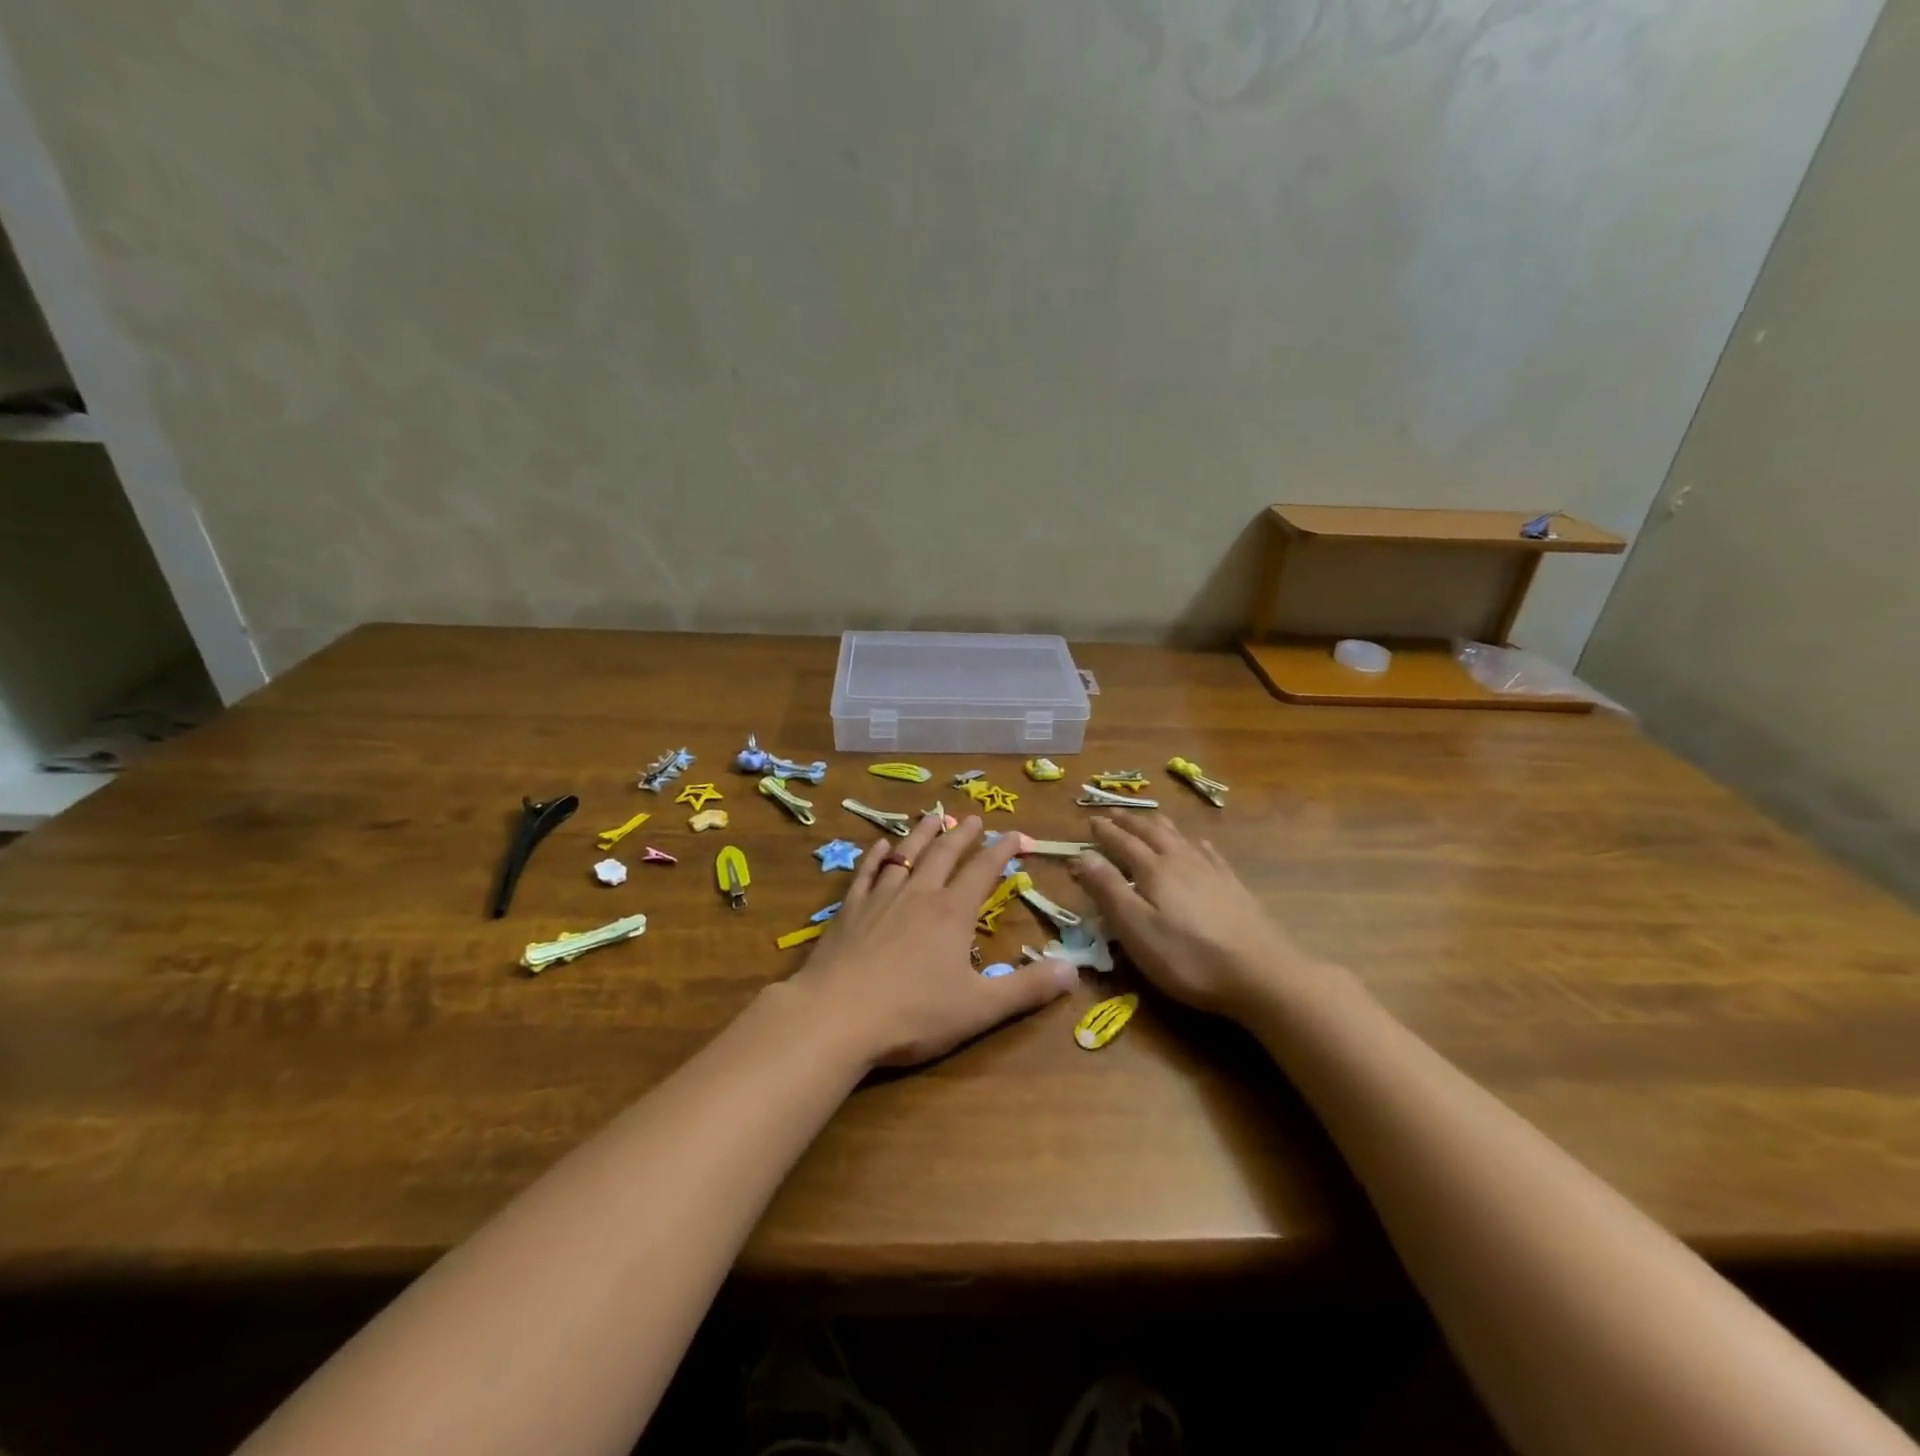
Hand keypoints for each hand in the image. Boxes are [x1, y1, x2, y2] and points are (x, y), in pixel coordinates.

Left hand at [793, 811, 1077, 1068]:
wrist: (836, 1016)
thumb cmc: (913, 1014)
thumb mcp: (980, 1008)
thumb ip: (1028, 988)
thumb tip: (1074, 969)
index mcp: (952, 913)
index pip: (983, 870)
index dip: (1002, 850)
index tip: (1017, 835)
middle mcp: (918, 894)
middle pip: (944, 854)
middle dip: (962, 834)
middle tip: (974, 817)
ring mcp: (880, 899)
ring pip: (906, 855)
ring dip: (922, 834)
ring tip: (933, 816)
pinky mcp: (849, 911)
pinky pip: (866, 873)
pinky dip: (876, 856)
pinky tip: (880, 846)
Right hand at [1069, 815, 1318, 1019]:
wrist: (1261, 974)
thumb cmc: (1188, 958)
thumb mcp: (1136, 929)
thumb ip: (1108, 890)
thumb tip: (1081, 855)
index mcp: (1154, 871)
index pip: (1122, 843)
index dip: (1105, 832)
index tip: (1090, 820)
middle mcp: (1181, 861)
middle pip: (1151, 832)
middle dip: (1129, 821)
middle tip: (1113, 812)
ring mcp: (1211, 872)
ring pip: (1179, 837)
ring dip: (1158, 825)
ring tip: (1149, 818)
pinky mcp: (1233, 887)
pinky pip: (1209, 853)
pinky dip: (1195, 843)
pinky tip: (1198, 844)